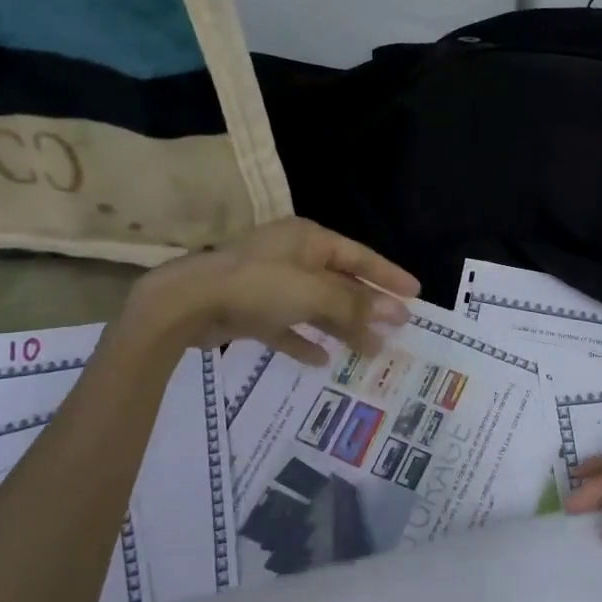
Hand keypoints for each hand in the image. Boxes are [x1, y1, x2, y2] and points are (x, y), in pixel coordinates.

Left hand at [128, 217, 419, 362]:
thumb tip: (396, 315)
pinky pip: (287, 327)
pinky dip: (304, 341)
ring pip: (317, 307)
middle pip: (341, 283)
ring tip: (371, 350)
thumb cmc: (257, 286)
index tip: (415, 294)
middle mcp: (292, 258)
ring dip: (342, 327)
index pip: (359, 256)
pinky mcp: (252, 311)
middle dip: (368, 307)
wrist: (186, 304)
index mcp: (308, 241)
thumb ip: (354, 305)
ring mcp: (270, 285)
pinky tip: (322, 360)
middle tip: (399, 329)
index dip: (388, 276)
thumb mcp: (312, 293)